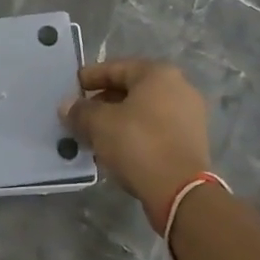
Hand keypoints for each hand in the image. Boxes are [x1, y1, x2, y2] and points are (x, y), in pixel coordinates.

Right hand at [60, 59, 209, 229]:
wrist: (181, 192)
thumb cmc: (139, 144)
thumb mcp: (100, 124)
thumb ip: (80, 111)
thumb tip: (67, 106)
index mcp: (158, 73)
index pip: (116, 68)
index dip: (90, 77)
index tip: (72, 88)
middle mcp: (179, 87)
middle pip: (131, 89)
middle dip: (103, 102)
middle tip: (80, 115)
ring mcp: (189, 115)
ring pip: (143, 112)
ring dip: (118, 121)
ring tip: (94, 135)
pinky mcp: (191, 141)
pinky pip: (155, 130)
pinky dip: (135, 135)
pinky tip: (115, 150)